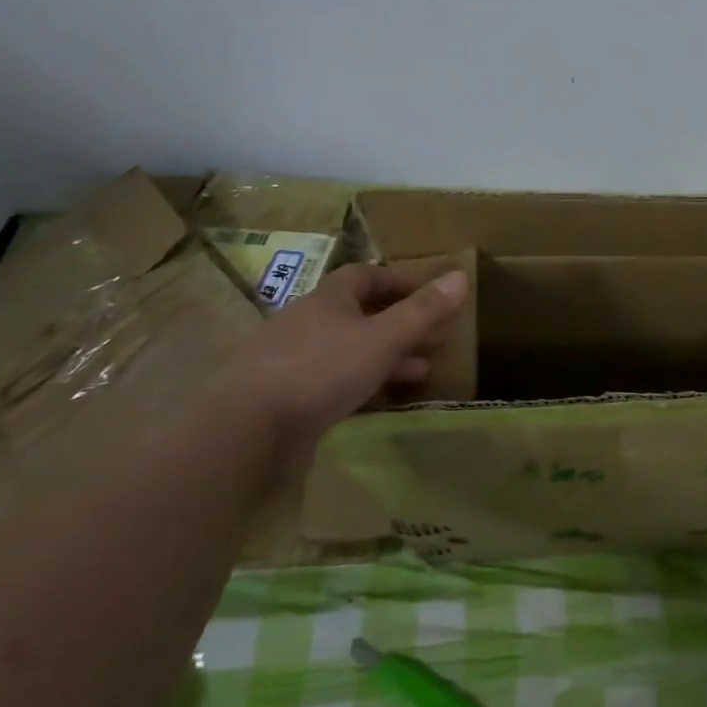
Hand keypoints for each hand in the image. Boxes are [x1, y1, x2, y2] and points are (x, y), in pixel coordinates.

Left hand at [223, 263, 469, 443]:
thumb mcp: (383, 338)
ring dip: (388, 356)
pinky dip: (364, 384)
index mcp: (329, 299)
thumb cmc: (321, 370)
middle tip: (437, 337)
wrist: (244, 431)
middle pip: (362, 313)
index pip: (367, 276)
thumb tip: (461, 276)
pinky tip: (382, 399)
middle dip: (402, 323)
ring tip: (423, 371)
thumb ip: (423, 311)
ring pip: (351, 350)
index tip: (432, 296)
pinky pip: (335, 381)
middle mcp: (309, 322)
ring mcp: (294, 361)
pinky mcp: (286, 398)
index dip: (401, 282)